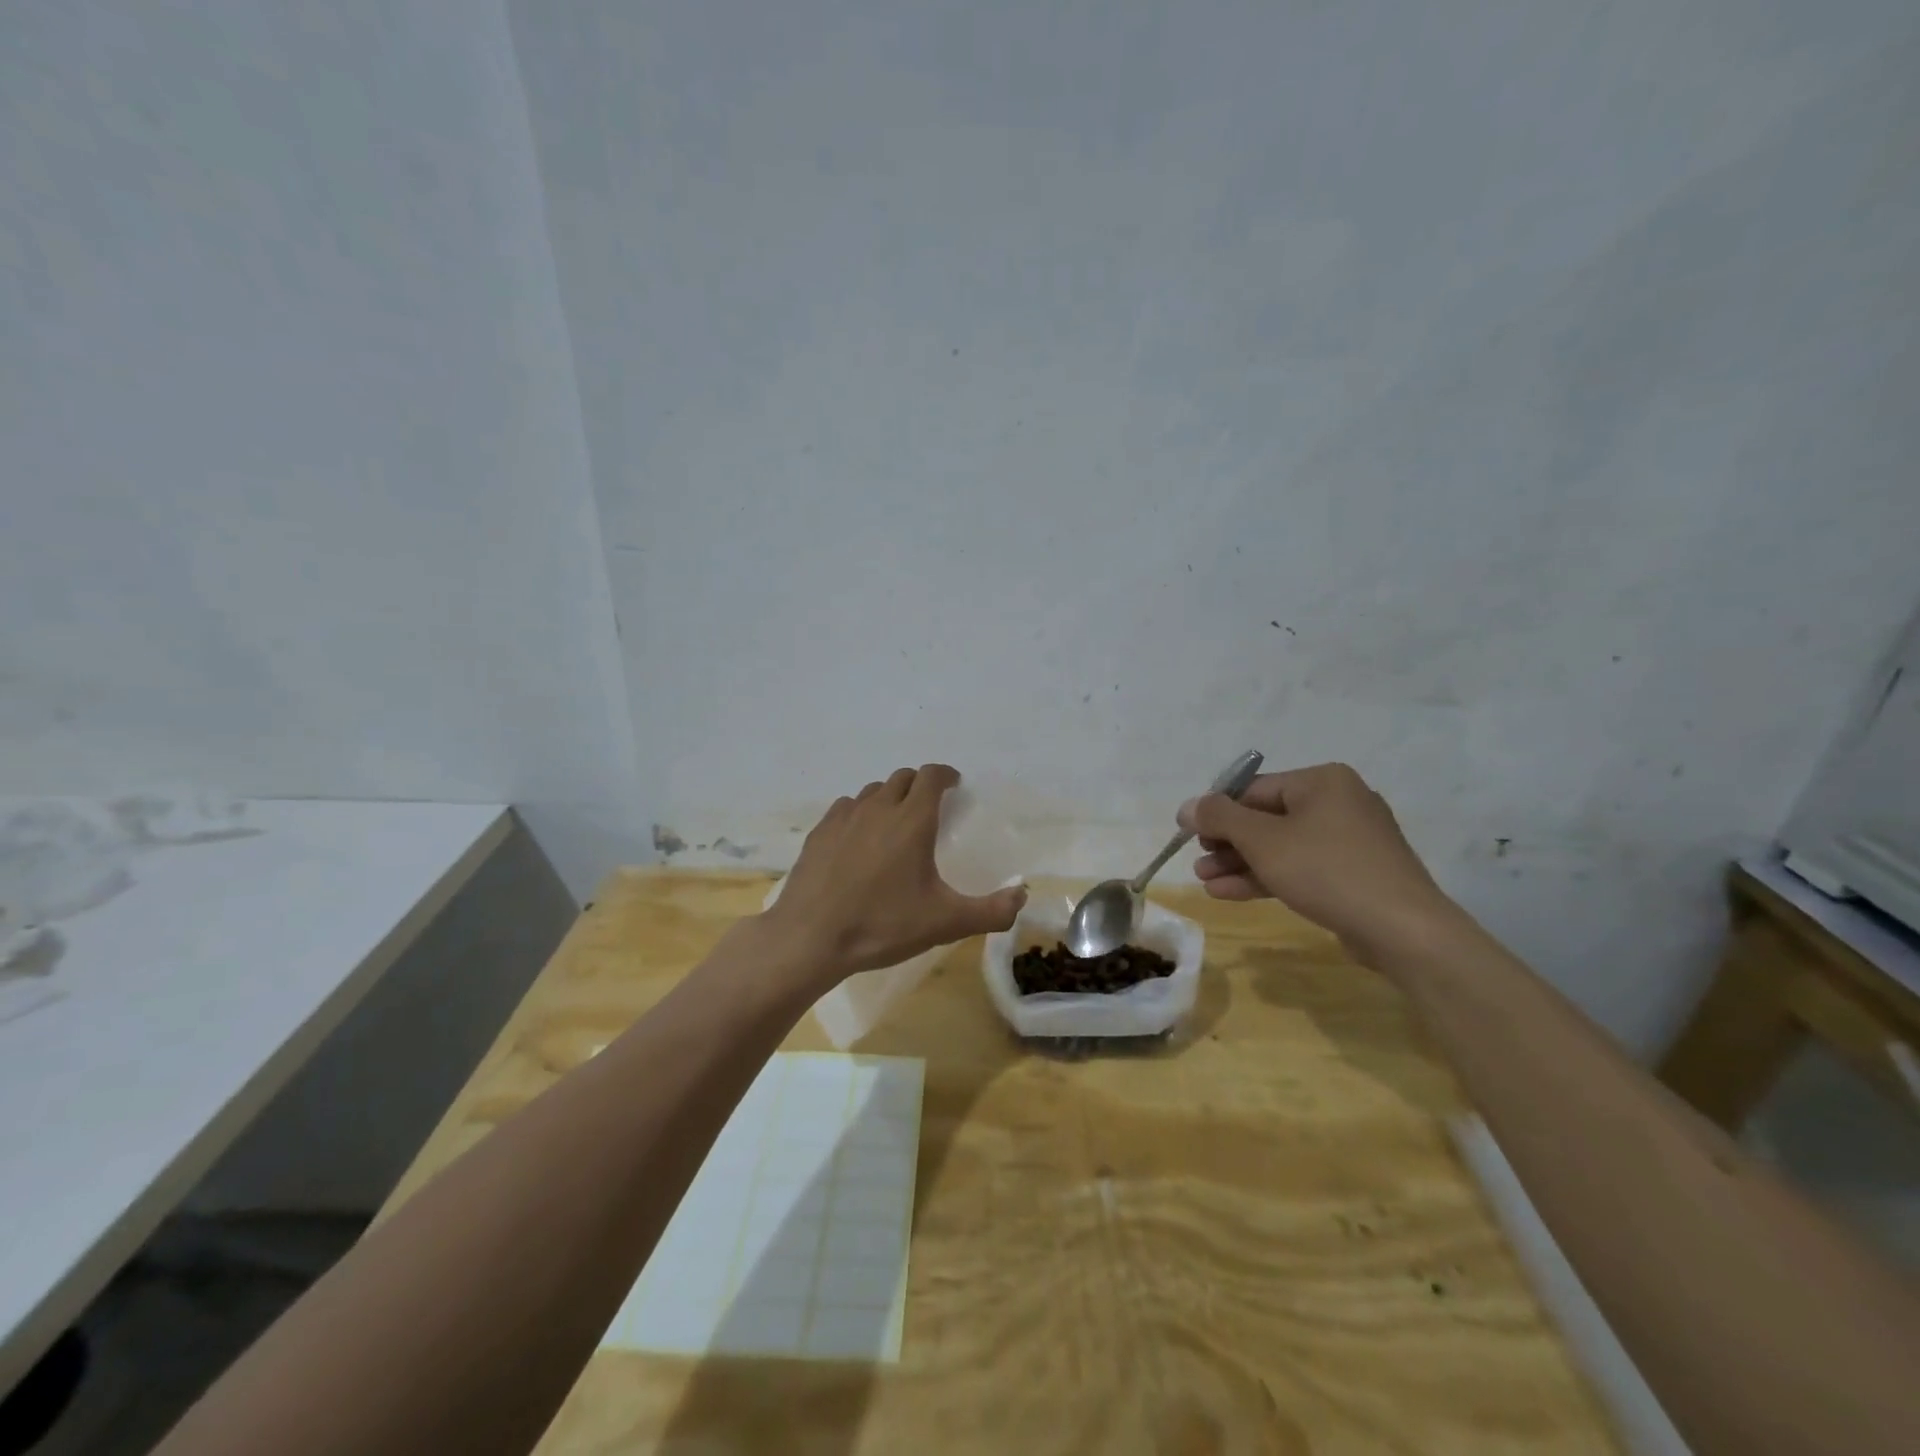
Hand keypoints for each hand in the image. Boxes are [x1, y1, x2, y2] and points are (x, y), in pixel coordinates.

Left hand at [759, 765, 1027, 979]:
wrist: (809, 938)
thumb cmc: (882, 925)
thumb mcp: (945, 923)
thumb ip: (991, 911)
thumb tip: (1022, 896)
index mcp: (912, 820)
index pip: (931, 776)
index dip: (946, 775)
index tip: (954, 785)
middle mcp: (878, 808)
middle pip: (902, 778)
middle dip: (919, 785)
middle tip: (929, 807)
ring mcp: (844, 817)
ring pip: (872, 791)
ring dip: (889, 797)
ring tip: (895, 823)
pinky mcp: (819, 833)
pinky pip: (845, 808)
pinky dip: (860, 813)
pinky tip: (859, 839)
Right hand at [1179, 762, 1460, 963]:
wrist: (1402, 930)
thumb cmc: (1327, 870)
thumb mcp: (1263, 840)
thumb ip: (1220, 817)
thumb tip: (1187, 806)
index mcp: (1322, 781)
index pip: (1254, 789)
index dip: (1217, 811)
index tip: (1190, 835)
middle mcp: (1339, 802)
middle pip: (1266, 818)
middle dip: (1227, 843)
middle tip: (1197, 862)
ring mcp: (1349, 841)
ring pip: (1281, 846)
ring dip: (1240, 863)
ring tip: (1205, 882)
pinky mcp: (1353, 874)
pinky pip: (1301, 867)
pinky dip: (1267, 877)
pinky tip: (1230, 893)